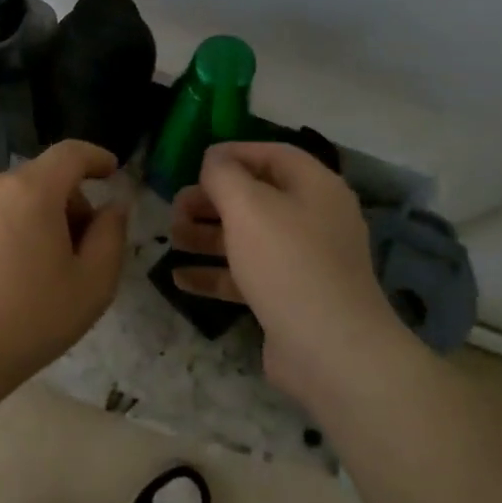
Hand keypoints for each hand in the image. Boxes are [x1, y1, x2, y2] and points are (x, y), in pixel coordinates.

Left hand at [0, 140, 131, 386]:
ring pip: (23, 196)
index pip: (71, 153)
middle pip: (48, 177)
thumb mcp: (93, 282)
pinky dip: (22, 226)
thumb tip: (113, 206)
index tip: (114, 172)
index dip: (97, 157)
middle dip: (75, 201)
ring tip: (55, 267)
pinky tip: (23, 271)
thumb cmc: (32, 316)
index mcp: (33, 190)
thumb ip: (111, 234)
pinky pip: (1, 212)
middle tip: (88, 247)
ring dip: (47, 216)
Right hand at [168, 142, 408, 398]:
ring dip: (207, 235)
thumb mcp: (247, 206)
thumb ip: (224, 174)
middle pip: (256, 197)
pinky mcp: (289, 297)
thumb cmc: (287, 262)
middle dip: (211, 200)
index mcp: (314, 188)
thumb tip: (214, 160)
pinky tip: (179, 278)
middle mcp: (313, 219)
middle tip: (176, 207)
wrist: (329, 349)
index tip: (194, 163)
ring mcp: (303, 262)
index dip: (233, 153)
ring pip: (248, 238)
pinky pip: (247, 276)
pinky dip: (215, 273)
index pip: (273, 155)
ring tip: (172, 238)